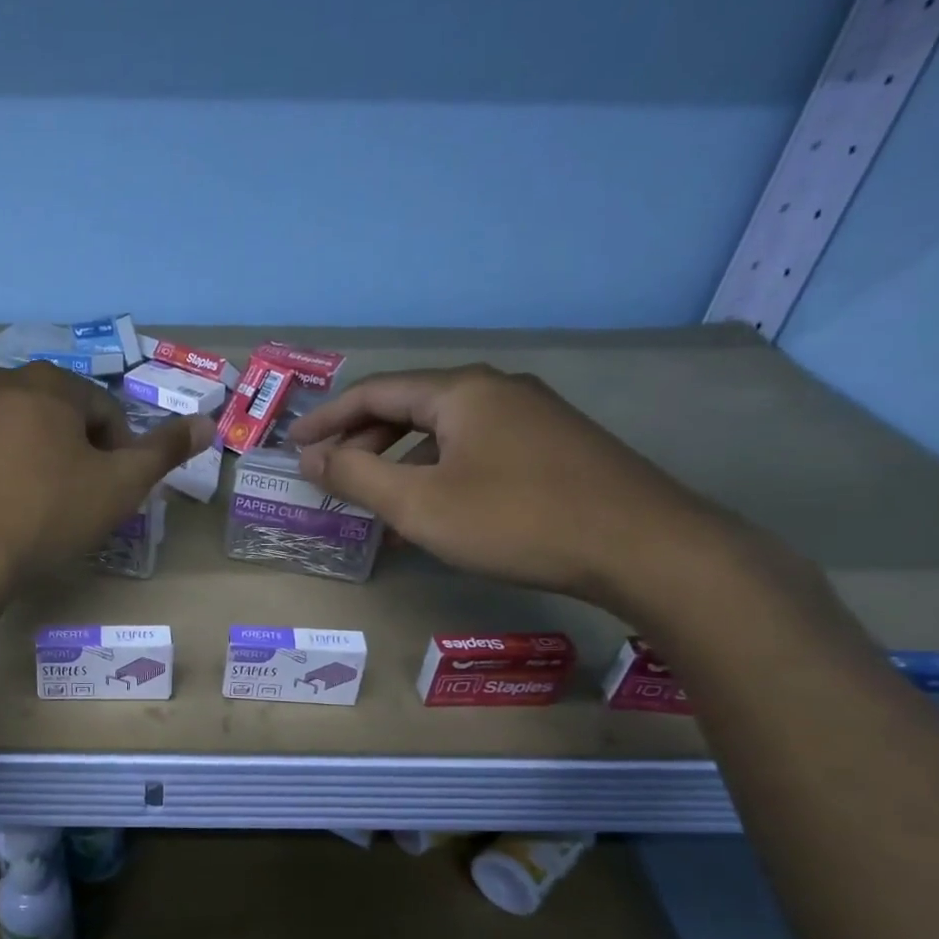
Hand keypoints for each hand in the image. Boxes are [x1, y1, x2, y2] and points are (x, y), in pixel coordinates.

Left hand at [0, 362, 211, 593]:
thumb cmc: (42, 515)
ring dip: (29, 460)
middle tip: (74, 502)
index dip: (119, 451)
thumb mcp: (118, 487)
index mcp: (48, 384)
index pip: (104, 409)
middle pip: (54, 415)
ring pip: (10, 433)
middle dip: (72, 452)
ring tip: (30, 510)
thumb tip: (206, 421)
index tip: (113, 492)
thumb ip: (164, 452)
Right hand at [285, 365, 746, 609]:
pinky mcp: (555, 446)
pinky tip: (434, 508)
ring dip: (400, 461)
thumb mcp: (420, 504)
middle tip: (329, 472)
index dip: (328, 419)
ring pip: (445, 432)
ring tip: (374, 500)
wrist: (644, 547)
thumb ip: (357, 477)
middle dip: (363, 440)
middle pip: (410, 407)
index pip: (375, 392)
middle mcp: (496, 390)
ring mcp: (532, 416)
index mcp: (461, 391)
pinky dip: (439, 471)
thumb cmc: (516, 520)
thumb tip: (313, 458)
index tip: (294, 445)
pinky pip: (475, 449)